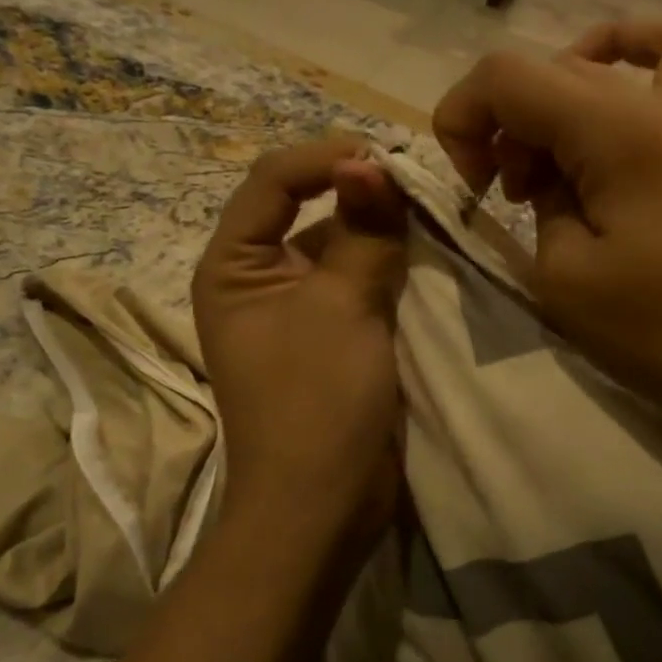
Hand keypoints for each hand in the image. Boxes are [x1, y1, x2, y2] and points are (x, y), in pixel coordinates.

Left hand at [192, 136, 408, 549]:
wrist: (324, 505)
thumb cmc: (317, 401)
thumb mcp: (342, 307)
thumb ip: (363, 231)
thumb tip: (373, 161)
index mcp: (233, 265)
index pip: (272, 181)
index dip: (326, 158)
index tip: (385, 156)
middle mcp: (259, 278)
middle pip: (306, 206)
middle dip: (358, 188)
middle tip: (416, 181)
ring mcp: (298, 307)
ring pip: (340, 242)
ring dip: (380, 225)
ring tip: (428, 209)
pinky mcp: (334, 332)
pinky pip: (360, 278)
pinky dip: (390, 261)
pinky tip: (426, 249)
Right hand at [433, 22, 661, 436]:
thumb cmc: (658, 334)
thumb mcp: (563, 276)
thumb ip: (539, 202)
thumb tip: (545, 174)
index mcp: (621, 134)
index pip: (510, 76)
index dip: (462, 116)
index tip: (469, 184)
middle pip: (552, 70)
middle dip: (505, 125)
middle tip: (507, 196)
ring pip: (602, 67)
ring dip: (554, 107)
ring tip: (552, 174)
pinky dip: (631, 58)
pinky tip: (611, 89)